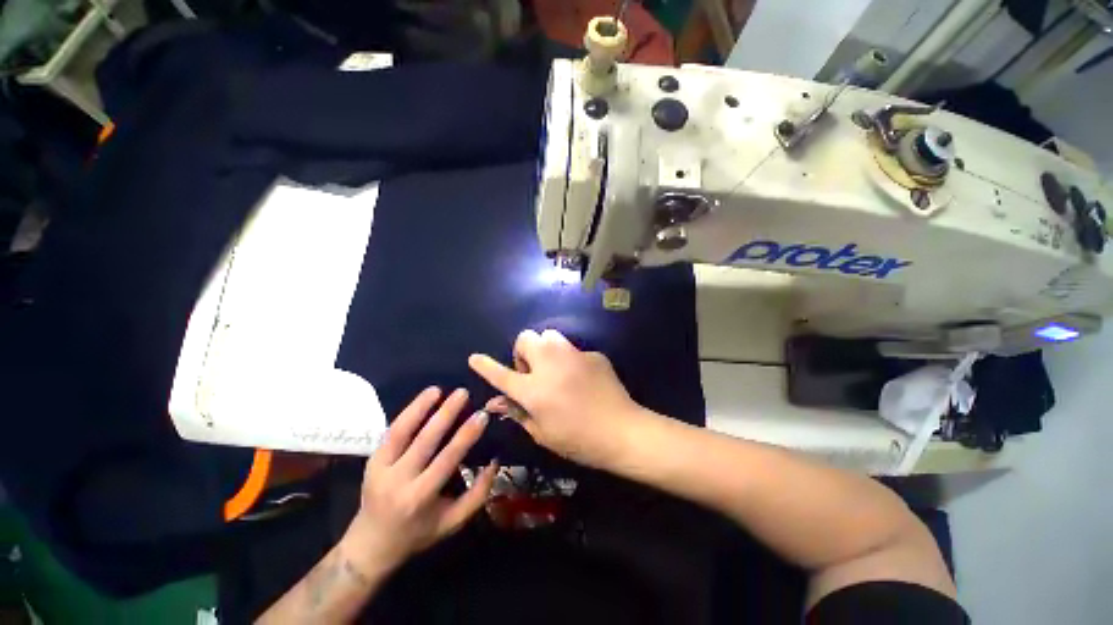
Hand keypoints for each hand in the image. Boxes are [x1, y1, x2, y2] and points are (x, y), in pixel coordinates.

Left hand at [346, 387, 496, 571]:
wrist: (370, 545)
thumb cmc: (418, 533)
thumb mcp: (453, 522)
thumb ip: (478, 494)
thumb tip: (495, 461)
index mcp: (420, 497)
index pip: (446, 459)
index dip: (466, 436)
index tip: (481, 415)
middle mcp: (398, 481)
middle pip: (424, 441)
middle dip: (445, 414)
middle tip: (463, 393)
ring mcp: (380, 469)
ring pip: (401, 432)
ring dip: (420, 408)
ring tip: (438, 389)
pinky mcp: (371, 461)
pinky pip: (391, 432)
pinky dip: (407, 414)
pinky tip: (422, 399)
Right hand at [468, 329, 648, 467]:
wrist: (622, 431)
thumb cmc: (578, 440)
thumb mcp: (542, 433)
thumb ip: (517, 412)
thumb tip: (496, 402)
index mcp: (534, 390)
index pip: (502, 374)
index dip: (486, 366)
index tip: (475, 358)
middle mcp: (551, 365)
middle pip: (526, 338)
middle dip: (523, 352)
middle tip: (532, 372)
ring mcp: (573, 356)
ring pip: (550, 336)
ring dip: (545, 349)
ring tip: (554, 369)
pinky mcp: (592, 354)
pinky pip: (573, 350)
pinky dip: (569, 360)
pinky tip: (580, 378)